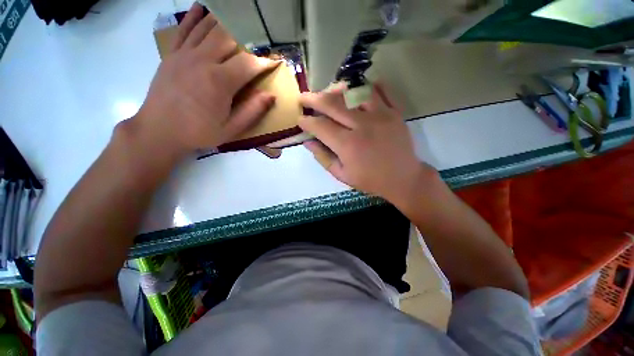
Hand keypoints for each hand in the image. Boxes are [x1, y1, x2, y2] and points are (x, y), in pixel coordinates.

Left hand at [135, 3, 277, 156]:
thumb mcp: (231, 129)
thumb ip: (252, 111)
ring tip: (238, 17)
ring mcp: (185, 54)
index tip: (275, 61)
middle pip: (229, 37)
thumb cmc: (199, 132)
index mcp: (219, 82)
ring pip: (208, 27)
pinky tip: (203, 8)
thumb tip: (271, 95)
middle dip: (248, 37)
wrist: (159, 130)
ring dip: (225, 21)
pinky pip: (184, 29)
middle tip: (259, 39)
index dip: (264, 61)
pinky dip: (194, 16)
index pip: (249, 63)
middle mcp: (202, 61)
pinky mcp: (172, 54)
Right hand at [299, 84, 435, 204]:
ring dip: (336, 89)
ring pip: (354, 91)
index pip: (320, 126)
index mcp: (348, 145)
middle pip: (332, 103)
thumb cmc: (370, 180)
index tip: (300, 119)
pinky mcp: (394, 111)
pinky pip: (380, 90)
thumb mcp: (342, 174)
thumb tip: (307, 142)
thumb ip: (323, 157)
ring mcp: (381, 115)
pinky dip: (366, 86)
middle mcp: (362, 125)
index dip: (306, 122)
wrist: (403, 179)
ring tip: (328, 93)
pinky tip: (356, 90)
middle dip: (313, 99)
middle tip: (303, 98)